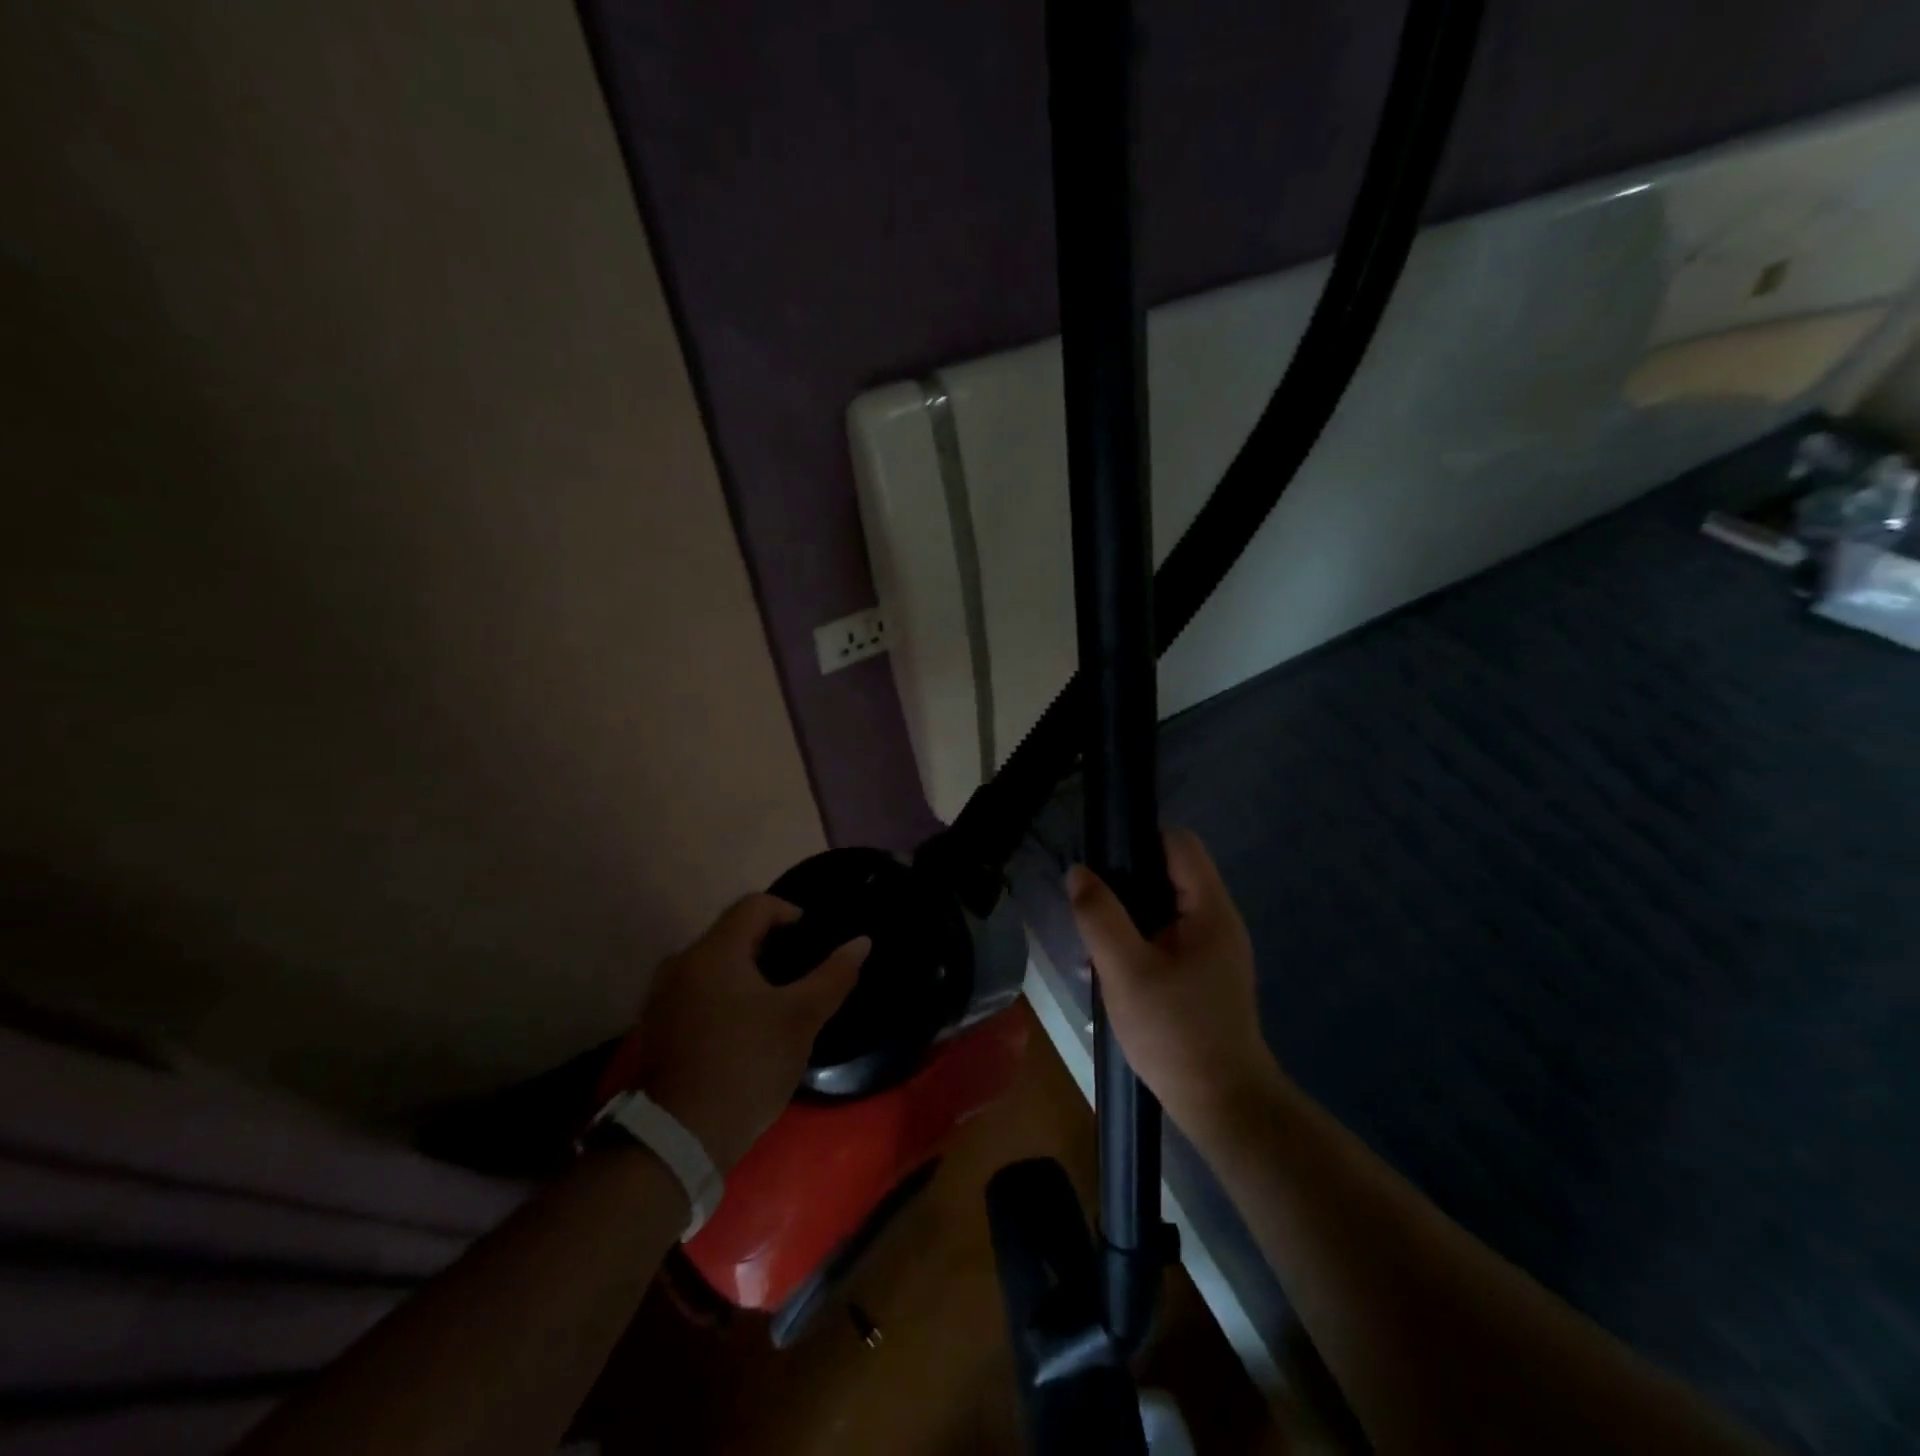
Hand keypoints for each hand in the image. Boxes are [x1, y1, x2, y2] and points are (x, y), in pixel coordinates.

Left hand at [609, 896, 867, 1170]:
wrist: (678, 1140)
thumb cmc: (746, 1067)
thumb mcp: (800, 1020)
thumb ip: (833, 976)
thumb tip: (861, 942)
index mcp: (714, 952)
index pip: (754, 905)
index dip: (789, 912)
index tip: (813, 939)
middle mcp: (681, 963)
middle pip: (732, 932)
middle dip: (769, 944)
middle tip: (800, 972)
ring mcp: (662, 996)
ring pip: (713, 963)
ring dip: (746, 970)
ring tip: (776, 999)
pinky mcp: (656, 1026)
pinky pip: (697, 990)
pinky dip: (723, 993)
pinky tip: (743, 1026)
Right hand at [1067, 829, 1277, 1132]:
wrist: (1222, 1105)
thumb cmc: (1176, 1033)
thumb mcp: (1126, 971)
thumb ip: (1099, 916)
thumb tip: (1078, 872)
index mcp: (1210, 909)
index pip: (1178, 843)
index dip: (1138, 839)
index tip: (1099, 859)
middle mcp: (1217, 920)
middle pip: (1168, 872)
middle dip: (1125, 883)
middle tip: (1089, 908)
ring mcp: (1212, 949)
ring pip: (1163, 908)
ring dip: (1127, 917)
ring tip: (1094, 942)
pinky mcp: (1203, 974)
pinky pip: (1166, 937)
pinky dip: (1138, 941)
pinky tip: (1113, 969)